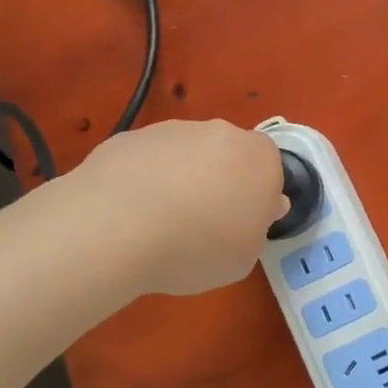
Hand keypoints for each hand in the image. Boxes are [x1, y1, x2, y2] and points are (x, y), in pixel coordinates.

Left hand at [65, 120, 288, 296]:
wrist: (117, 227)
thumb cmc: (197, 247)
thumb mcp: (244, 258)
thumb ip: (256, 228)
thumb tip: (260, 208)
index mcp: (259, 157)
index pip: (270, 168)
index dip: (256, 196)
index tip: (240, 224)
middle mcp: (220, 132)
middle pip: (228, 155)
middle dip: (220, 181)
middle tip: (202, 224)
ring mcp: (172, 130)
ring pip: (186, 154)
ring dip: (180, 179)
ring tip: (158, 222)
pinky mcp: (130, 136)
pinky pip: (148, 160)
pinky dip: (144, 179)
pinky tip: (128, 213)